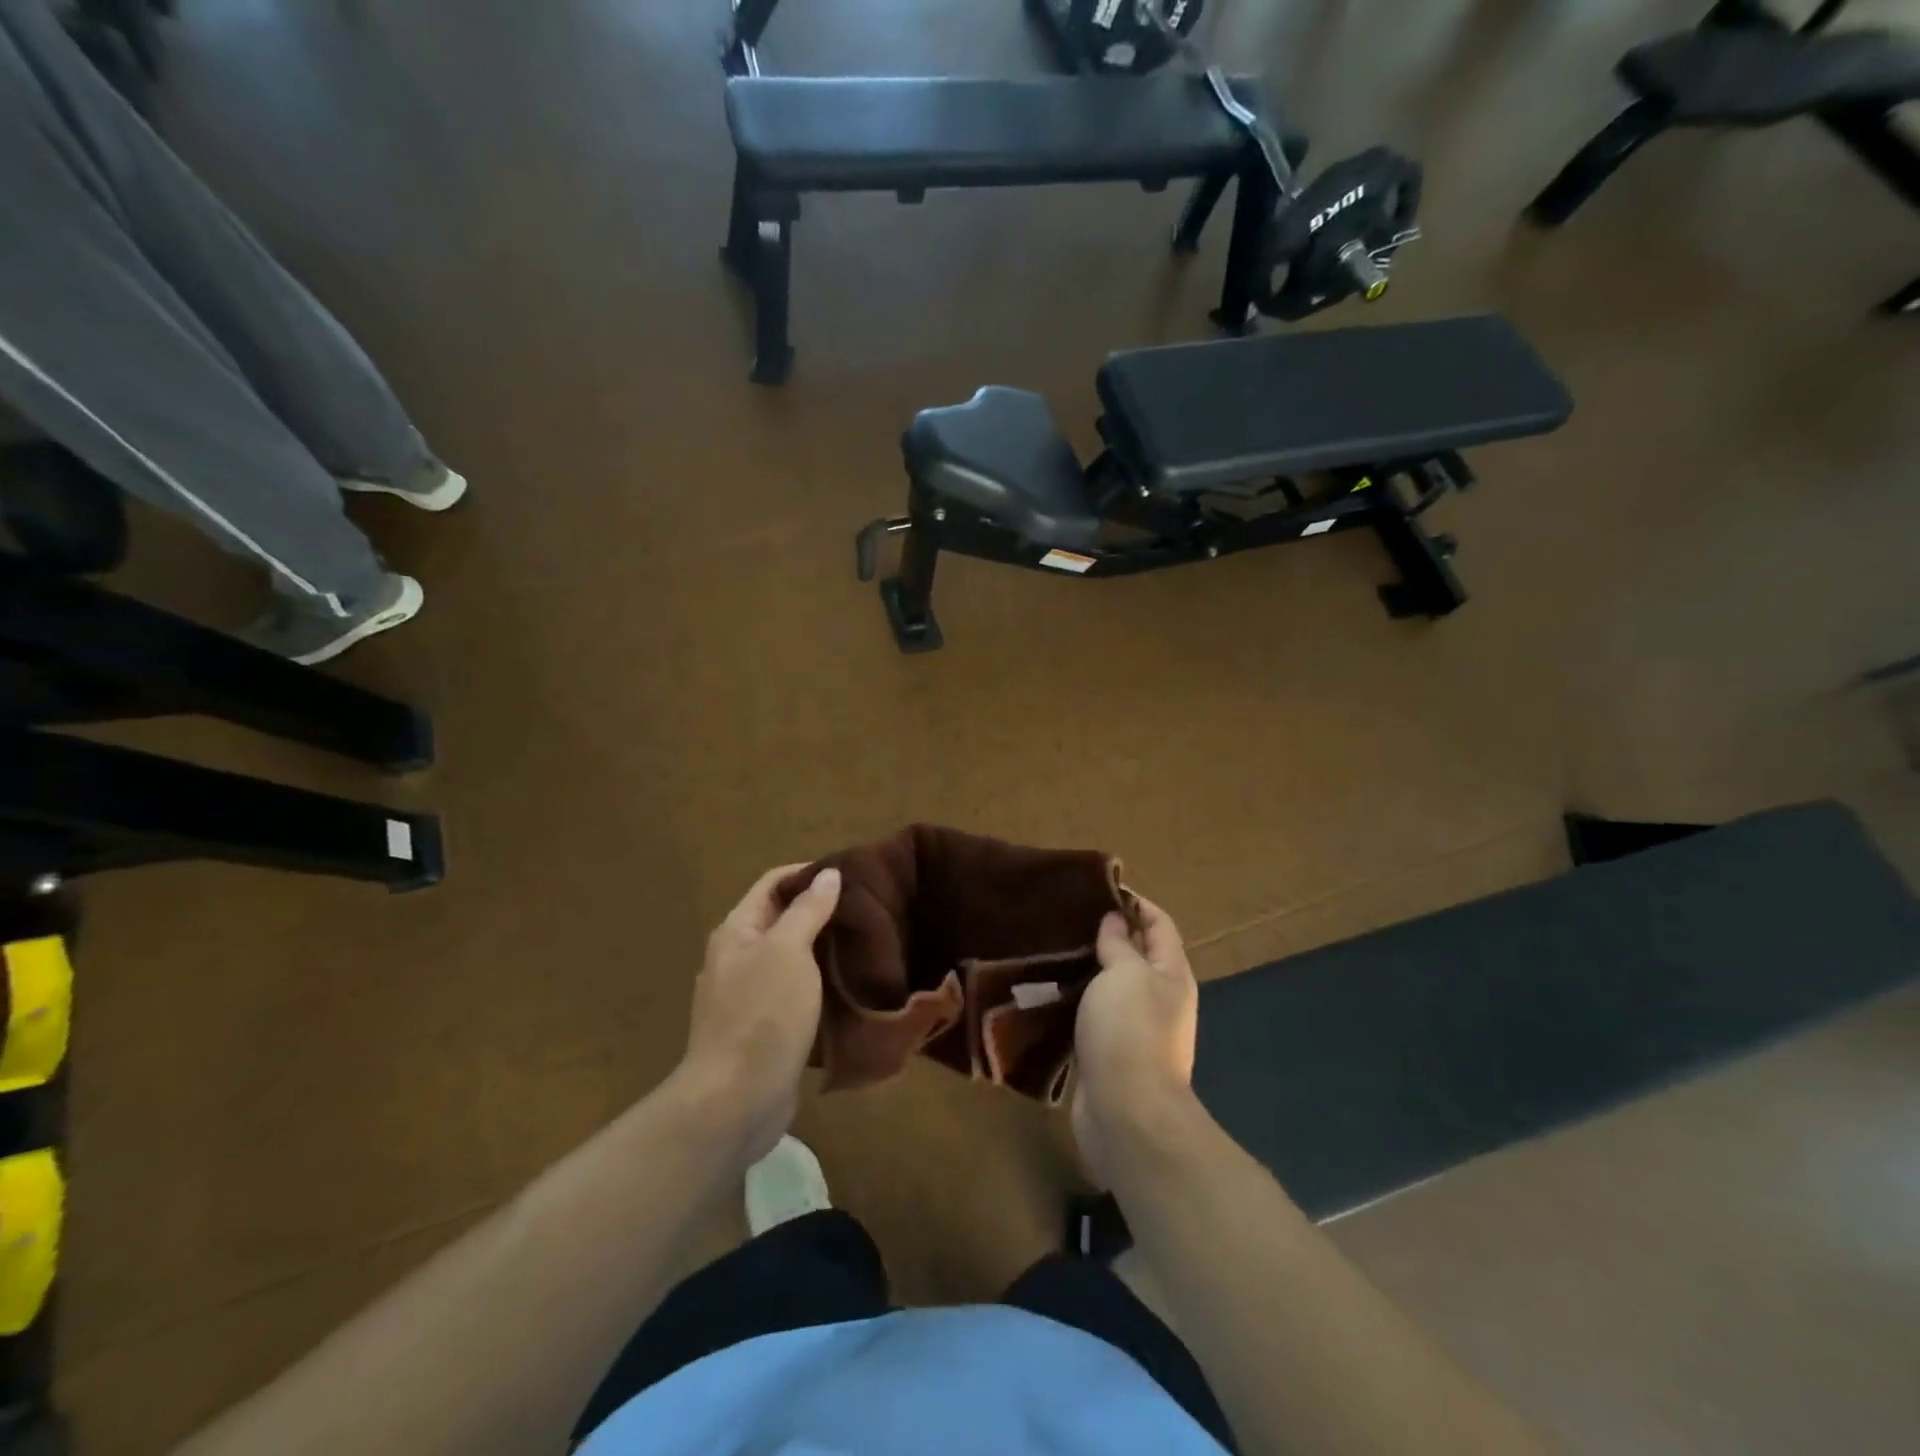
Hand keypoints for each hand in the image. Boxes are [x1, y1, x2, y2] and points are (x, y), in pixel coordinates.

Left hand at [679, 863, 841, 1164]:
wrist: (734, 1101)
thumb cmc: (762, 1015)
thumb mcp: (788, 951)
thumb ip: (808, 910)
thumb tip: (828, 874)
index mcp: (737, 931)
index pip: (772, 883)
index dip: (808, 873)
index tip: (852, 875)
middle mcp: (738, 957)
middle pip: (782, 918)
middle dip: (821, 910)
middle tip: (867, 909)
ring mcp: (748, 995)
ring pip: (792, 956)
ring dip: (824, 947)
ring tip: (865, 942)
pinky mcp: (764, 1027)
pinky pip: (795, 991)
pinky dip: (820, 982)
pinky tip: (849, 984)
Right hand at [1071, 896, 1198, 1185]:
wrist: (1127, 1114)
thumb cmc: (1130, 1032)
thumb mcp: (1125, 974)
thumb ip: (1120, 944)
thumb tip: (1116, 920)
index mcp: (1171, 973)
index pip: (1158, 923)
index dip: (1134, 902)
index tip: (1097, 887)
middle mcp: (1159, 998)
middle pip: (1135, 954)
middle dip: (1106, 933)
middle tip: (1065, 916)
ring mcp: (1135, 1029)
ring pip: (1111, 986)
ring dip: (1086, 968)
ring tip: (1051, 947)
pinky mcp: (1110, 1053)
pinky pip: (1093, 1015)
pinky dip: (1075, 1000)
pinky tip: (1048, 990)